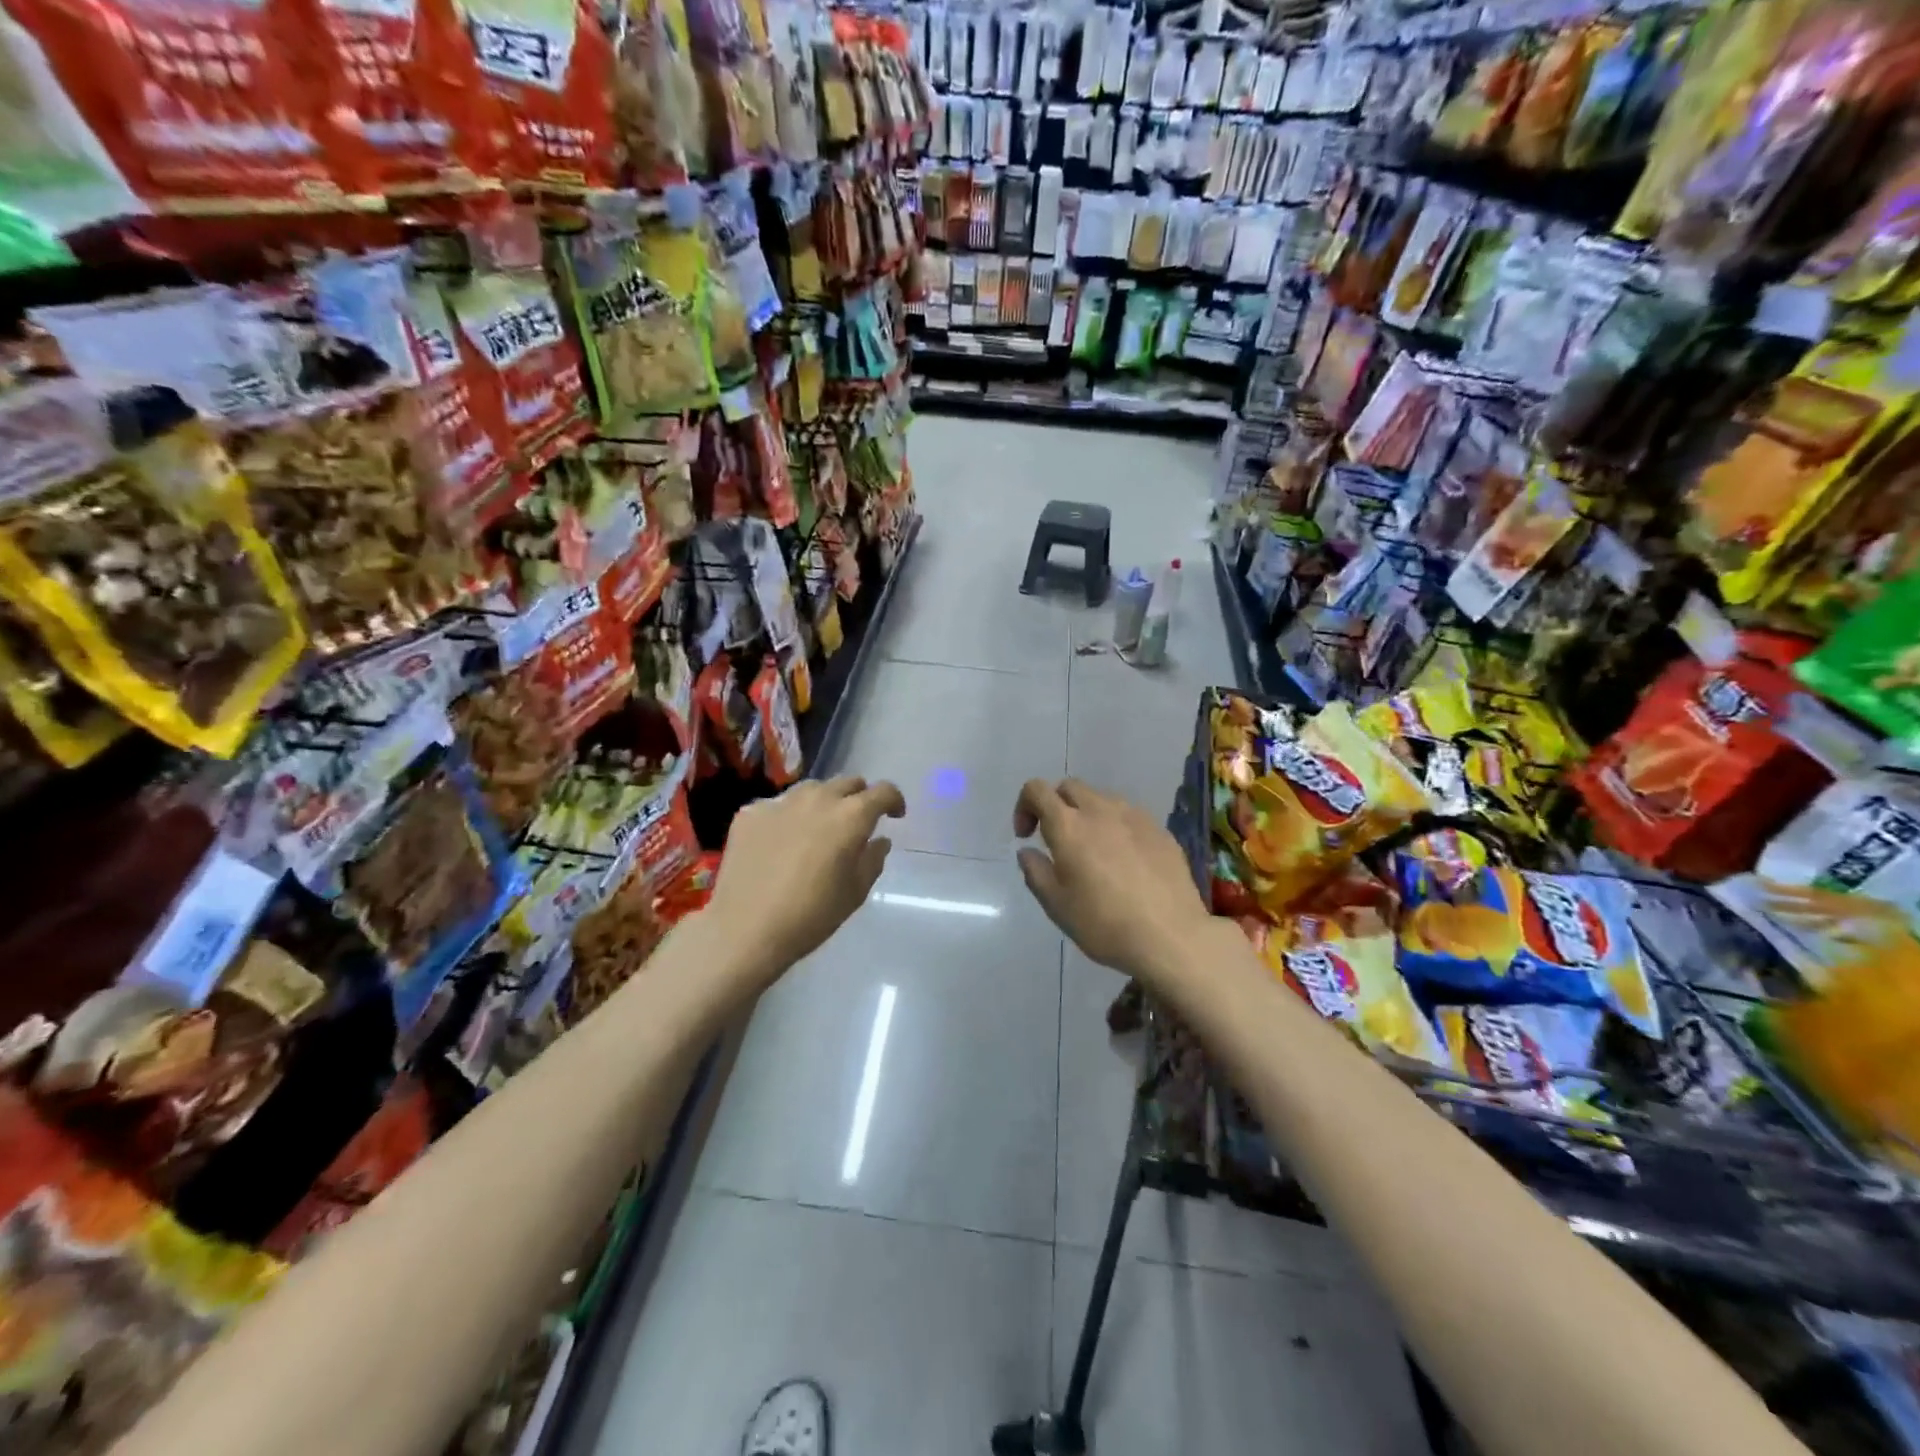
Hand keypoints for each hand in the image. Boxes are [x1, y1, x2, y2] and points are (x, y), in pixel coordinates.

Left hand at [706, 775, 906, 980]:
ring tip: (817, 829)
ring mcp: (780, 801)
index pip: (883, 791)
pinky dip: (787, 818)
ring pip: (811, 790)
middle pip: (847, 783)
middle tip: (855, 823)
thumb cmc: (811, 915)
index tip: (894, 816)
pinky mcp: (750, 812)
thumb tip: (878, 841)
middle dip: (858, 798)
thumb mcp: (855, 892)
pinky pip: (777, 805)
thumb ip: (872, 859)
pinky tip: (780, 843)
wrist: (745, 929)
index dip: (894, 801)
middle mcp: (818, 798)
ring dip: (823, 802)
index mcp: (851, 816)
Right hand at [1013, 778, 1215, 985]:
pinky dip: (1116, 827)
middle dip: (1056, 805)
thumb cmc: (1104, 924)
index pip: (1037, 789)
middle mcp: (1100, 810)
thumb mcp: (1057, 906)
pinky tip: (1125, 860)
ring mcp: (1135, 816)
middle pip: (1070, 787)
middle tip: (1057, 840)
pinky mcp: (1160, 829)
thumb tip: (1028, 851)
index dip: (1024, 806)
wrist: (1171, 936)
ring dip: (1088, 814)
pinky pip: (1129, 816)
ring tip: (1093, 849)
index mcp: (1069, 826)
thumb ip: (1036, 871)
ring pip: (1102, 798)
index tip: (1027, 836)